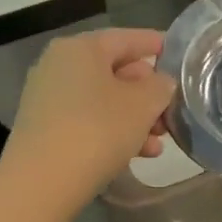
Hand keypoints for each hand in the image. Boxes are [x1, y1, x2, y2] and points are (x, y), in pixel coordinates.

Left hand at [6, 28, 176, 199]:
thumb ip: (159, 86)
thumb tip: (160, 82)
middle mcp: (59, 65)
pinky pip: (87, 121)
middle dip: (147, 93)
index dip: (156, 45)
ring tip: (160, 143)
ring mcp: (47, 98)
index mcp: (80, 48)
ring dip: (135, 119)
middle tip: (172, 112)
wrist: (41, 182)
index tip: (179, 55)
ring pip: (103, 101)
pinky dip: (113, 133)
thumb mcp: (142, 105)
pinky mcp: (44, 129)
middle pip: (114, 71)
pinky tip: (138, 155)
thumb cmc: (97, 130)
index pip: (127, 38)